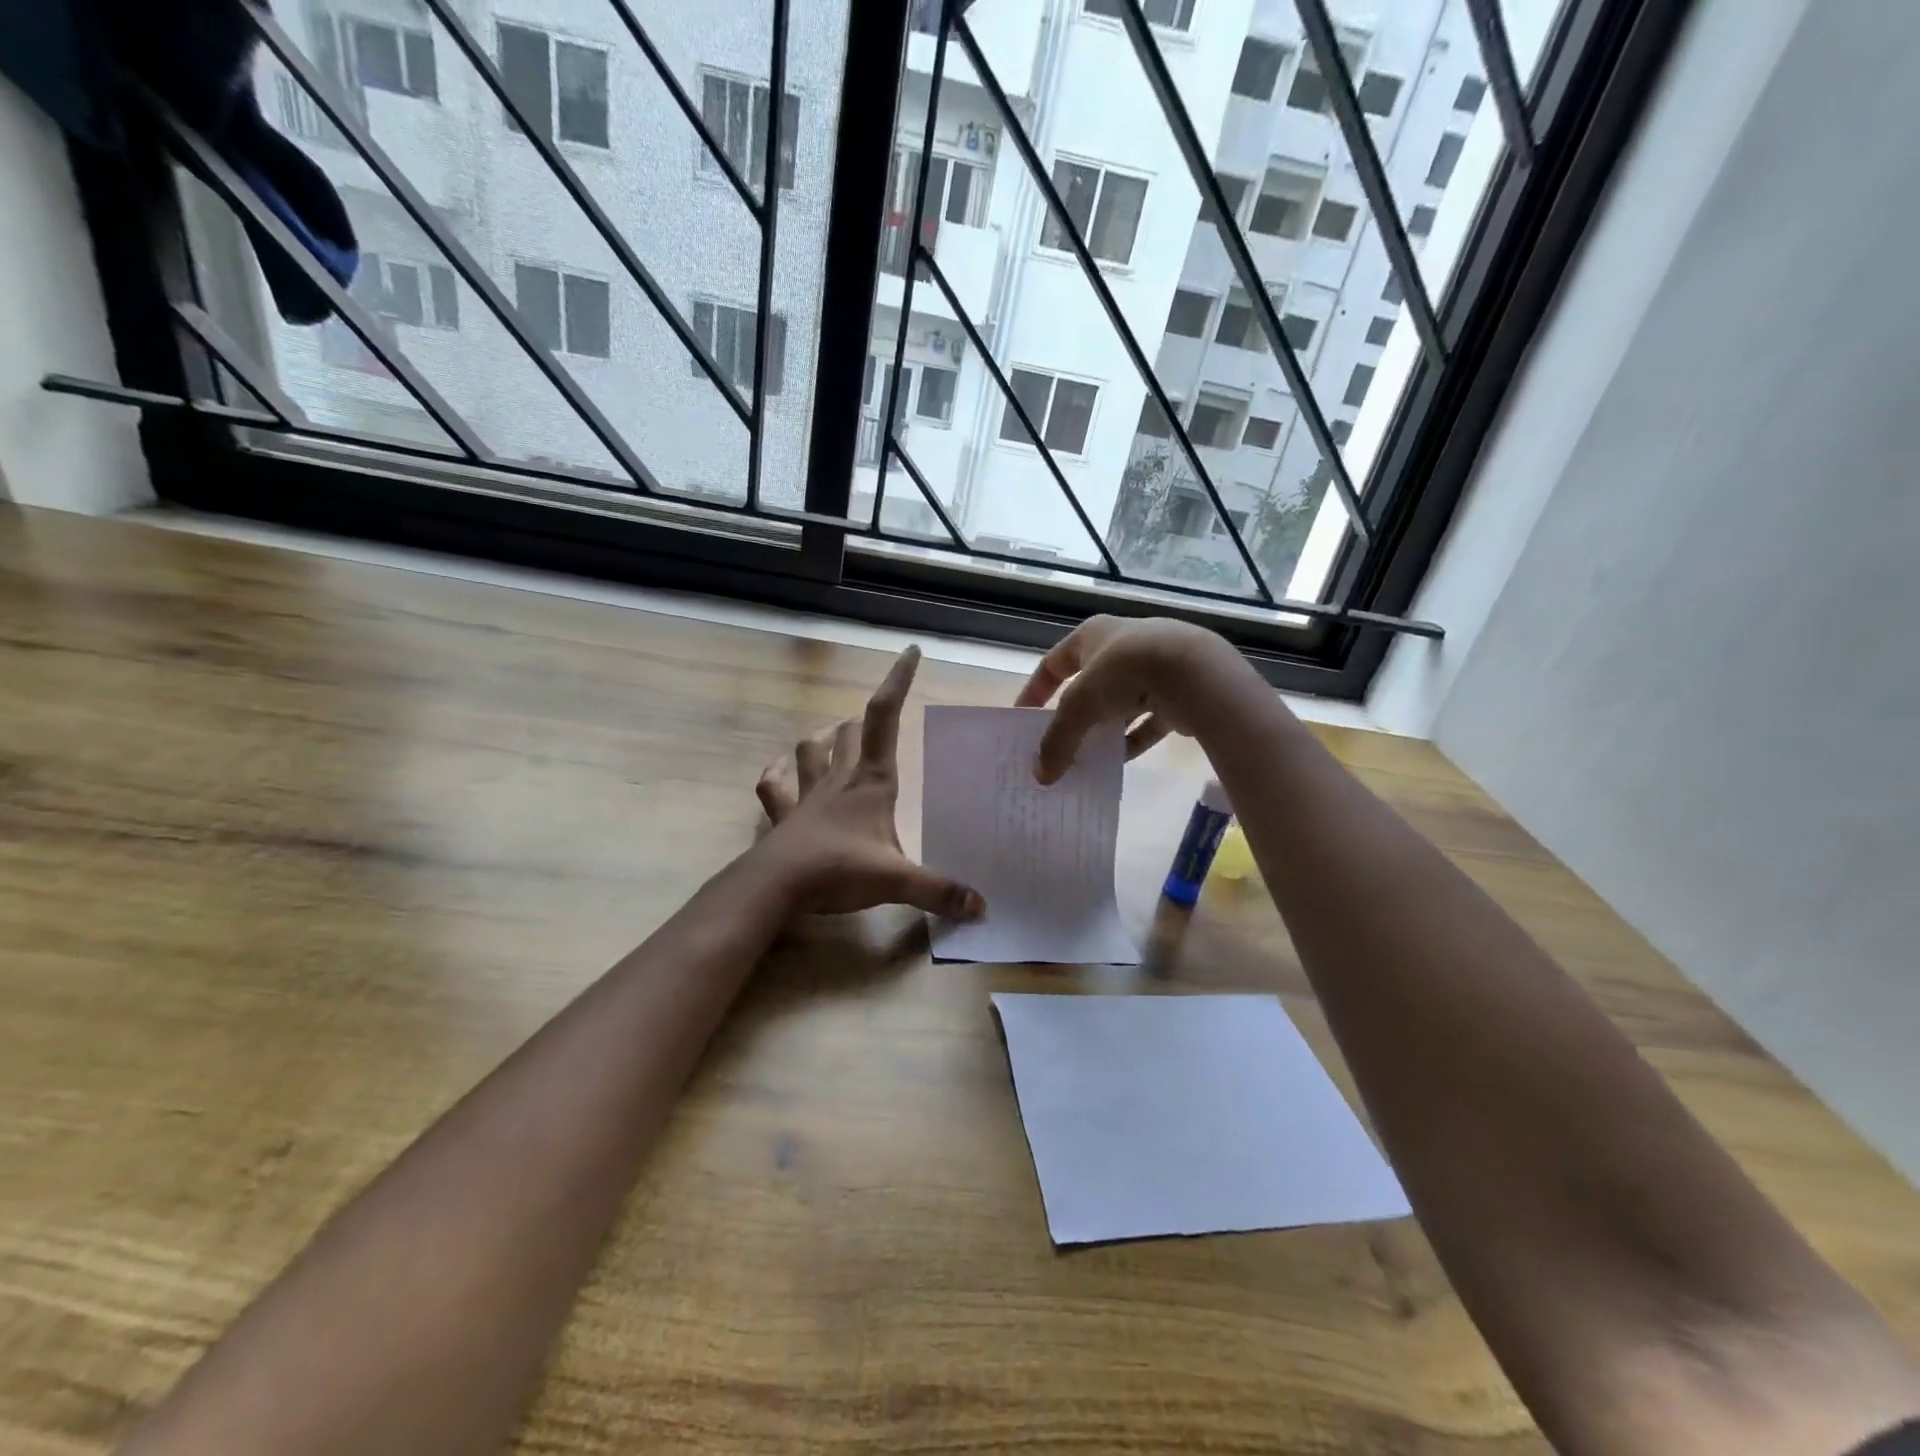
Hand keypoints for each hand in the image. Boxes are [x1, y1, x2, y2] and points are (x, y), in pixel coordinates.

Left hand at [755, 646, 985, 920]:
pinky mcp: (784, 815)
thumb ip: (940, 891)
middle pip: (852, 730)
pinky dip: (778, 773)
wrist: (776, 887)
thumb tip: (982, 907)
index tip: (910, 652)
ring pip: (812, 748)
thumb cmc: (839, 871)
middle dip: (867, 718)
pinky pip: (774, 785)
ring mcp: (807, 794)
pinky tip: (781, 769)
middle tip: (881, 718)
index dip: (898, 681)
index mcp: (872, 781)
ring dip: (825, 739)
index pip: (886, 716)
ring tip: (837, 737)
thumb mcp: (897, 881)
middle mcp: (840, 778)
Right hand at [1014, 615, 1251, 782]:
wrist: (1194, 672)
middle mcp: (1121, 645)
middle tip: (1058, 745)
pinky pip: (1149, 719)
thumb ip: (1058, 741)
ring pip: (1120, 703)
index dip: (1035, 691)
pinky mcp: (1178, 690)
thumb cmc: (1123, 673)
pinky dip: (1134, 738)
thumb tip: (1041, 776)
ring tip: (1087, 758)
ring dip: (1104, 729)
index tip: (1023, 720)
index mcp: (1092, 635)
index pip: (1053, 663)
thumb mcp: (1078, 707)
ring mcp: (1153, 666)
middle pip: (1088, 684)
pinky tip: (1121, 760)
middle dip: (1073, 716)